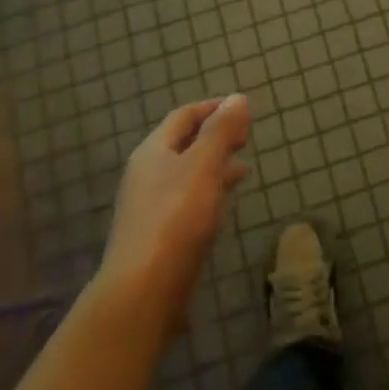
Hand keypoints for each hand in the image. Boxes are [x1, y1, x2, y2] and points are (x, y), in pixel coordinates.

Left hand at [96, 96, 250, 337]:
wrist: (142, 291)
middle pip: (182, 144)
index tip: (242, 109)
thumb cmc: (175, 219)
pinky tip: (223, 205)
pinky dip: (209, 192)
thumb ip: (221, 132)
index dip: (212, 108)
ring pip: (186, 174)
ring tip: (243, 168)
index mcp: (153, 152)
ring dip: (214, 165)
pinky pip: (187, 201)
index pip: (183, 116)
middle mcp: (146, 175)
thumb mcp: (203, 167)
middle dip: (214, 136)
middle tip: (246, 137)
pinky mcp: (158, 236)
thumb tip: (237, 97)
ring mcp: (149, 207)